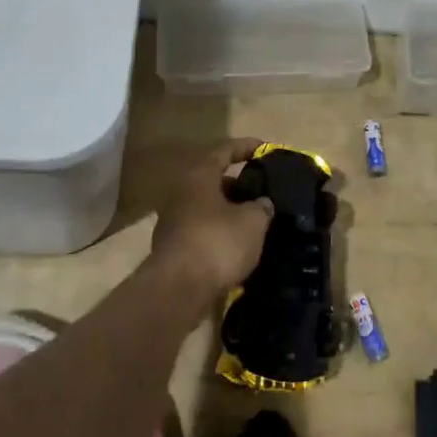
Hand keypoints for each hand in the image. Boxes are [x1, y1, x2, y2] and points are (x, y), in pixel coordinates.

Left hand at [149, 139, 273, 296]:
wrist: (177, 290)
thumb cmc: (217, 243)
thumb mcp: (253, 222)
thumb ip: (261, 207)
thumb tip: (262, 204)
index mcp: (199, 175)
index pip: (225, 150)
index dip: (246, 147)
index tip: (265, 149)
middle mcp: (181, 191)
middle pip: (213, 179)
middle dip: (238, 184)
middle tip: (261, 191)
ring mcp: (172, 220)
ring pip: (206, 206)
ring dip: (228, 210)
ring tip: (253, 220)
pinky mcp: (172, 246)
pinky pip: (201, 229)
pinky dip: (219, 231)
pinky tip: (236, 245)